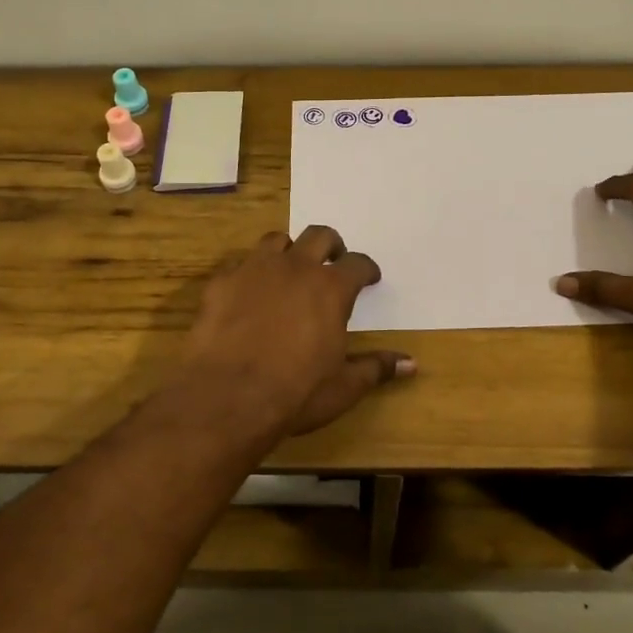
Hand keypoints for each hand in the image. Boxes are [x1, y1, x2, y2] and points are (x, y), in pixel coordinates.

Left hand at [180, 226, 414, 438]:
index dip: (366, 269)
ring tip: (288, 270)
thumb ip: (376, 367)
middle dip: (330, 245)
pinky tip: (247, 293)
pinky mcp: (221, 283)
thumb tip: (411, 364)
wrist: (227, 397)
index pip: (358, 264)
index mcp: (331, 289)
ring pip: (276, 241)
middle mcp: (295, 268)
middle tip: (332, 261)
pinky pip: (238, 264)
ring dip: (288, 251)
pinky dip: (248, 273)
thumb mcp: (344, 386)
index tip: (370, 277)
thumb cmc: (296, 393)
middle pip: (318, 236)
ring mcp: (254, 270)